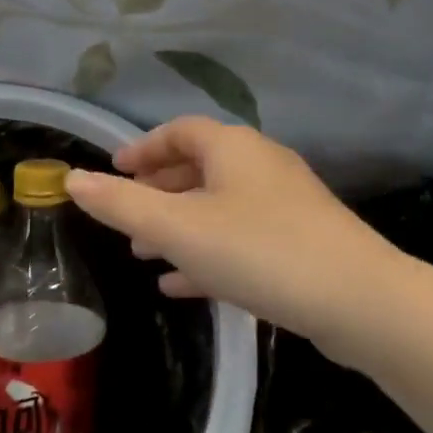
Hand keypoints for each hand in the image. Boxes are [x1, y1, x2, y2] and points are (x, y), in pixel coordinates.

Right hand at [64, 117, 406, 343]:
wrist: (360, 302)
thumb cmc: (259, 250)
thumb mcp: (178, 228)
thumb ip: (122, 204)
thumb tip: (72, 179)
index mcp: (232, 147)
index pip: (177, 131)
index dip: (142, 148)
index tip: (114, 170)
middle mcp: (260, 164)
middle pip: (198, 167)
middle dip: (157, 191)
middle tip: (125, 216)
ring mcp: (285, 203)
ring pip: (218, 206)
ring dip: (179, 225)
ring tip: (144, 255)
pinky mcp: (302, 241)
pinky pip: (241, 237)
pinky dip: (208, 252)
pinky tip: (184, 285)